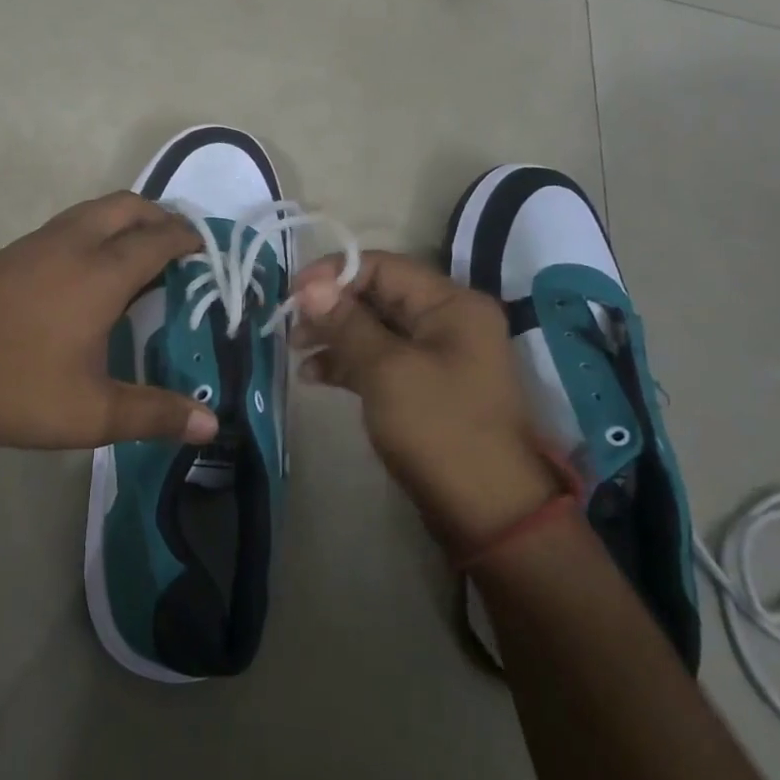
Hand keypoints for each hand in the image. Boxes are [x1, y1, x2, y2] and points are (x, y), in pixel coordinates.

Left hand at [0, 192, 218, 451]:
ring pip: (94, 210)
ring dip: (125, 219)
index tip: (209, 249)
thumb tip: (212, 424)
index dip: (188, 239)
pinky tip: (88, 272)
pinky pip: (69, 225)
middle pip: (128, 206)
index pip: (159, 239)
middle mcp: (74, 243)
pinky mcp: (11, 253)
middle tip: (180, 246)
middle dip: (160, 216)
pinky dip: (95, 230)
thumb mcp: (90, 412)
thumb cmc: (12, 384)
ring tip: (140, 254)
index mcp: (102, 272)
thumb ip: (153, 414)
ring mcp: (38, 243)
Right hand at [293, 250, 560, 556]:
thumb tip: (309, 286)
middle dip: (331, 307)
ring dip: (334, 336)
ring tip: (297, 353)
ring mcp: (438, 355)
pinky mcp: (425, 386)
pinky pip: (380, 360)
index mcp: (451, 303)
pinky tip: (314, 377)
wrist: (488, 513)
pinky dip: (348, 363)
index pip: (383, 266)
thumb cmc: (438, 429)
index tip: (293, 294)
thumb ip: (346, 322)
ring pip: (374, 329)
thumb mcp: (386, 370)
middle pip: (378, 295)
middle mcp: (448, 320)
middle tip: (291, 327)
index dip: (334, 274)